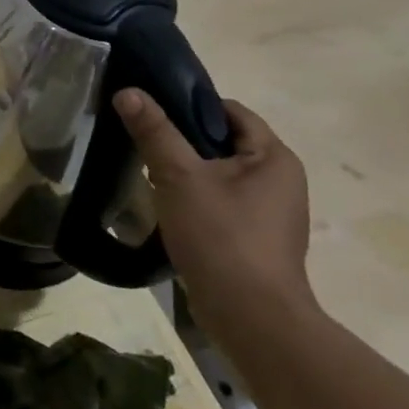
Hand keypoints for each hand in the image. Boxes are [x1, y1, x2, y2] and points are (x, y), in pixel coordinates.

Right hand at [112, 89, 316, 337]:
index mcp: (274, 158)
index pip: (231, 112)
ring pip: (220, 174)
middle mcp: (280, 180)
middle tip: (143, 142)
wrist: (250, 316)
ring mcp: (270, 212)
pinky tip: (167, 207)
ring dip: (187, 171)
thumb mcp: (180, 176)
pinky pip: (221, 201)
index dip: (190, 105)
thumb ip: (154, 132)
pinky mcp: (255, 238)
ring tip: (149, 174)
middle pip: (224, 142)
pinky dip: (195, 198)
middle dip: (183, 140)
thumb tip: (128, 91)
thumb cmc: (221, 236)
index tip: (151, 112)